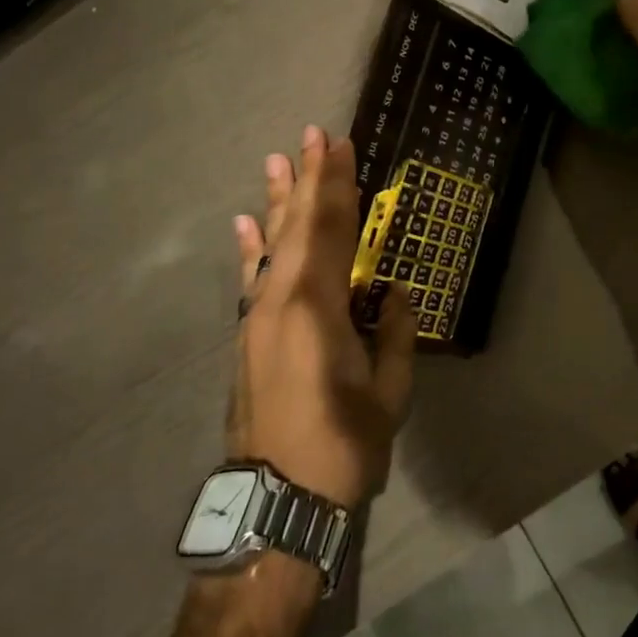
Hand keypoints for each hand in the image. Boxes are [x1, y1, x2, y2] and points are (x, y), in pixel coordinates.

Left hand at [228, 126, 416, 509]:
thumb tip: (393, 293)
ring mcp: (257, 317)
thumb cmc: (343, 446)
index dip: (338, 186)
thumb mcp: (389, 393)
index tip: (342, 146)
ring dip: (276, 202)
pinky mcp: (246, 336)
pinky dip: (248, 247)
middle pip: (297, 226)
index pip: (333, 230)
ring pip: (269, 246)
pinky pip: (250, 279)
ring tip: (276, 161)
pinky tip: (243, 223)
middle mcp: (280, 299)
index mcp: (317, 307)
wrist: (276, 501)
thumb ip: (394, 334)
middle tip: (312, 135)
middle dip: (307, 179)